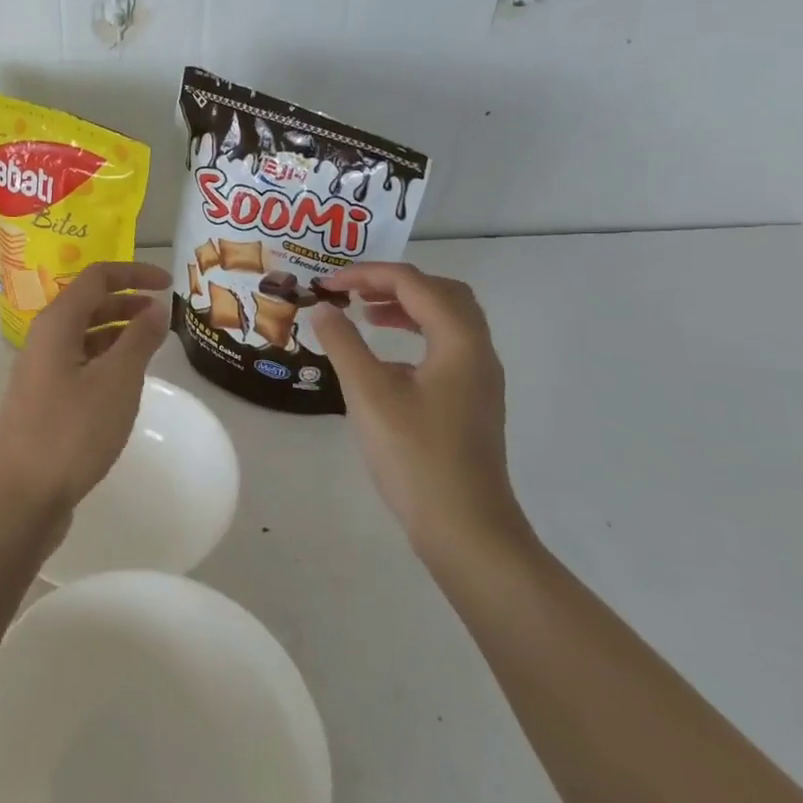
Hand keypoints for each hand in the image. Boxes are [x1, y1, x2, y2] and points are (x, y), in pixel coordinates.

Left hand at [0, 261, 171, 520]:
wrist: (20, 496)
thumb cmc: (72, 432)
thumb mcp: (116, 381)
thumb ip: (139, 339)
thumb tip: (156, 307)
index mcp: (56, 324)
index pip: (96, 278)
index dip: (134, 273)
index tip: (169, 283)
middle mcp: (44, 339)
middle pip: (88, 304)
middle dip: (127, 302)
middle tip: (164, 316)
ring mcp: (40, 371)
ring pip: (84, 336)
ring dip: (118, 332)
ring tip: (152, 346)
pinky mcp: (43, 400)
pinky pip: (79, 364)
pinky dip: (105, 360)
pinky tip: (125, 381)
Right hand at [308, 263, 528, 562]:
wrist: (465, 527)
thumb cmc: (415, 455)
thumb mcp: (369, 393)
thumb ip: (344, 344)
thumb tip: (322, 309)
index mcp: (459, 342)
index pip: (414, 284)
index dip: (367, 275)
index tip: (327, 285)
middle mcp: (477, 352)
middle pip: (442, 293)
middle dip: (395, 283)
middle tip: (353, 292)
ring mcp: (479, 379)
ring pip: (448, 321)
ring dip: (407, 307)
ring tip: (366, 314)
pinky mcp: (472, 402)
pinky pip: (447, 347)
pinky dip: (416, 335)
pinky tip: (385, 360)